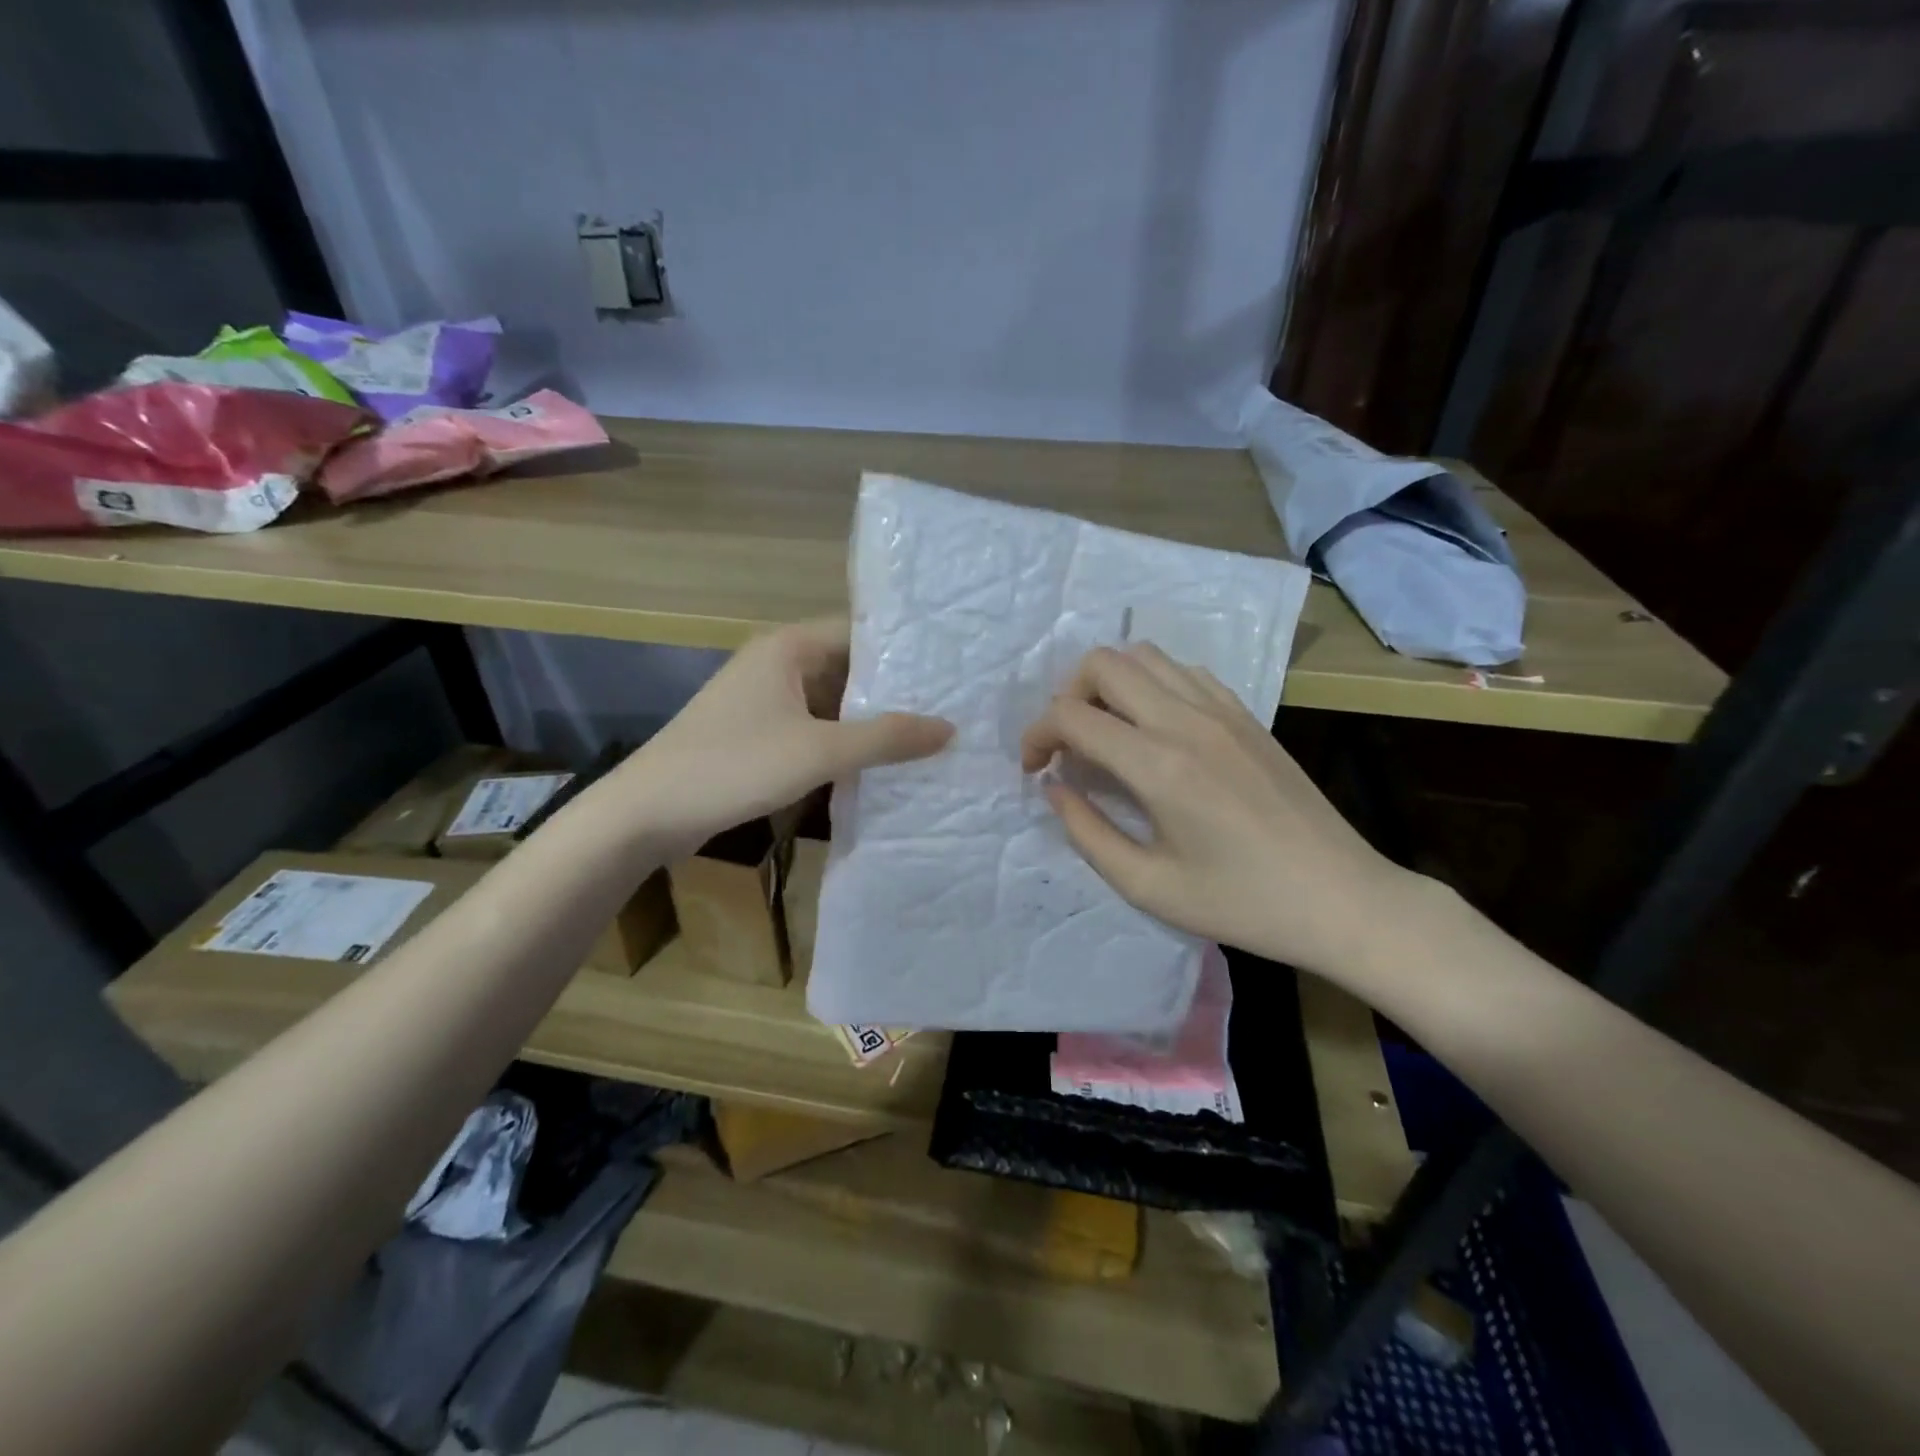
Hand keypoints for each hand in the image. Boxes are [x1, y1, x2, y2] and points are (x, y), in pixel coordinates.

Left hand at [620, 618, 952, 854]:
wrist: (647, 813)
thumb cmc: (735, 766)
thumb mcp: (819, 751)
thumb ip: (886, 738)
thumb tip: (949, 728)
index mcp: (788, 648)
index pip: (860, 633)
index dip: (904, 652)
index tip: (949, 670)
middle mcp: (776, 664)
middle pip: (848, 668)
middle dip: (891, 691)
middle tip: (948, 708)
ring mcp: (764, 700)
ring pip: (830, 702)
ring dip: (867, 721)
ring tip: (924, 737)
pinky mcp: (756, 734)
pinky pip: (812, 728)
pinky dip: (841, 742)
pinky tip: (876, 764)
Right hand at [1021, 644, 1410, 978]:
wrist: (1342, 898)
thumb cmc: (1242, 903)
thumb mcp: (1148, 886)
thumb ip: (1087, 832)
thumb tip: (1055, 787)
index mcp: (1158, 765)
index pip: (1071, 716)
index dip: (1036, 736)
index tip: (1034, 770)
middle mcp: (1186, 720)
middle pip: (1103, 663)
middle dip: (1067, 696)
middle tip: (1069, 746)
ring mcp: (1221, 710)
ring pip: (1144, 656)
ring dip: (1109, 684)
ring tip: (1108, 733)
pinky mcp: (1246, 714)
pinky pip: (1184, 672)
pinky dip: (1152, 685)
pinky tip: (1155, 730)